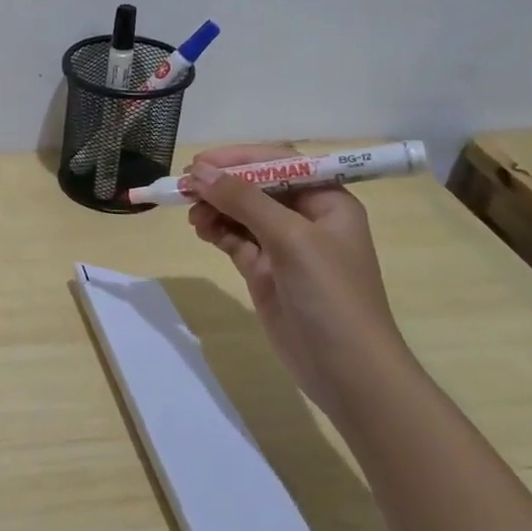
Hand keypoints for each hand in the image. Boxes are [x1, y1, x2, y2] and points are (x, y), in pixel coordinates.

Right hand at [185, 144, 407, 415]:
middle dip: (223, 184)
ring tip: (192, 214)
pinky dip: (217, 232)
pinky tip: (201, 230)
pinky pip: (236, 240)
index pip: (281, 164)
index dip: (240, 159)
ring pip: (242, 213)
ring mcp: (285, 248)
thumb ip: (245, 201)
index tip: (200, 162)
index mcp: (328, 202)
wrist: (347, 371)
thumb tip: (200, 172)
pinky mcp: (266, 272)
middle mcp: (308, 219)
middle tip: (184, 187)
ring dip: (216, 208)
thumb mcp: (291, 239)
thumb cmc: (330, 295)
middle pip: (258, 187)